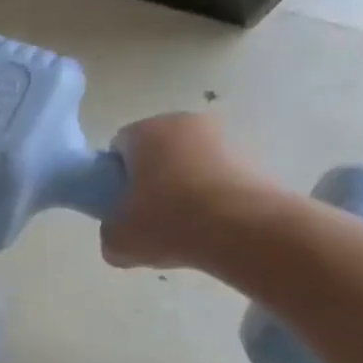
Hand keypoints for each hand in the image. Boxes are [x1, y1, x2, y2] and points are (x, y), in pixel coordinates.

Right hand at [100, 114, 275, 270]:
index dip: (115, 177)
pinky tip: (209, 228)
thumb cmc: (168, 224)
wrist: (244, 232)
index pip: (118, 147)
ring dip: (181, 190)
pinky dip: (209, 198)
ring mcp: (223, 138)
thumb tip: (120, 231)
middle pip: (155, 152)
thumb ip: (110, 230)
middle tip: (147, 219)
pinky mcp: (252, 159)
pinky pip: (215, 178)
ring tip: (182, 229)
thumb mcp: (116, 240)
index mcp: (146, 131)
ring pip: (188, 165)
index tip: (119, 206)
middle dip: (149, 181)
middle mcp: (185, 122)